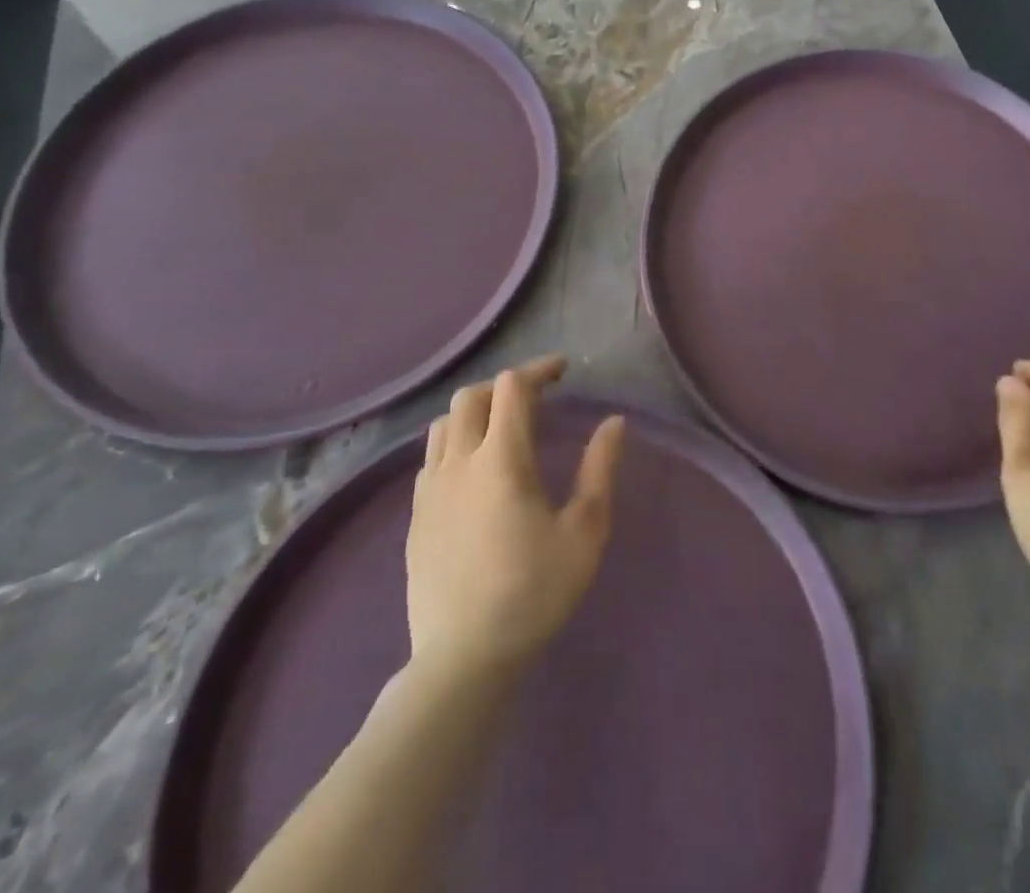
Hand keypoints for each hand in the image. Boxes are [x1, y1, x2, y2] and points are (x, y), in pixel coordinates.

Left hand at [405, 355, 626, 681]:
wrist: (463, 659)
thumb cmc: (534, 591)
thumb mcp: (585, 530)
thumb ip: (600, 469)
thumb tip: (614, 422)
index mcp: (501, 458)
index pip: (511, 387)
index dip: (538, 370)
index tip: (563, 372)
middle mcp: (458, 462)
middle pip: (470, 397)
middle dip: (504, 385)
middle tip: (536, 397)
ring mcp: (429, 490)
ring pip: (443, 424)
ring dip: (475, 412)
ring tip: (503, 427)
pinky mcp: (415, 516)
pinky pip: (431, 458)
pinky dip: (455, 443)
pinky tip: (474, 470)